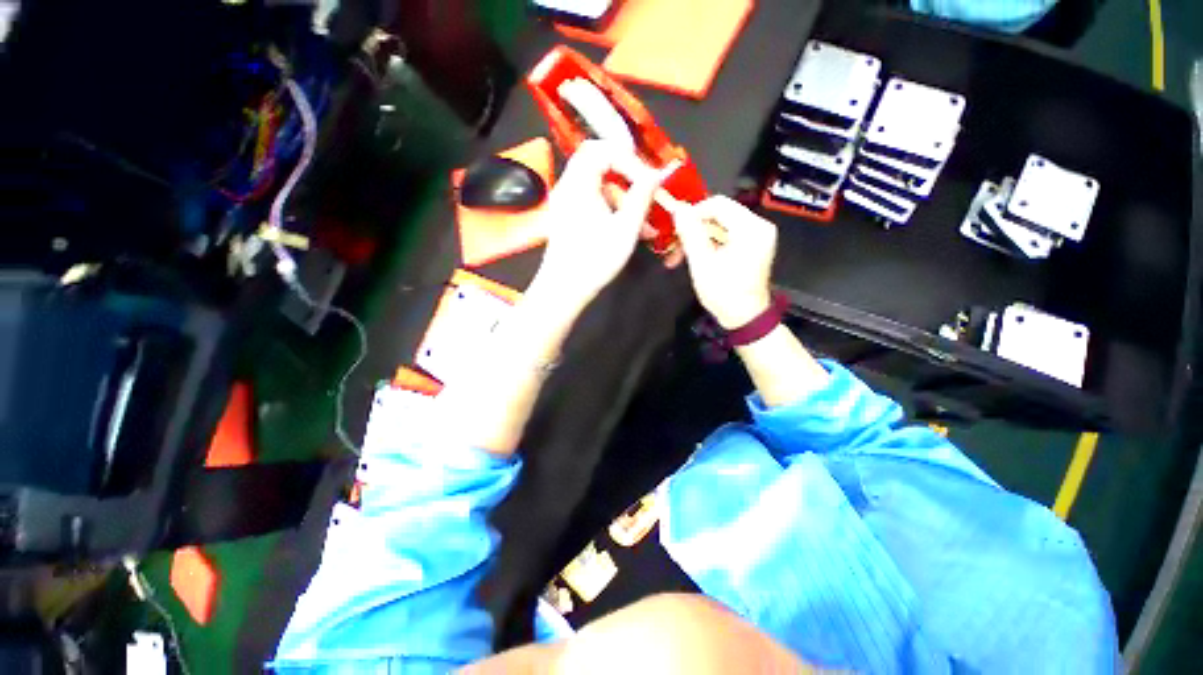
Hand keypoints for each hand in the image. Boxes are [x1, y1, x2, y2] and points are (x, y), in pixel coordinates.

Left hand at [533, 140, 678, 309]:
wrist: (564, 289)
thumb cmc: (595, 260)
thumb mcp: (625, 229)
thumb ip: (642, 197)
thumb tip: (657, 174)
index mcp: (579, 184)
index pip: (603, 150)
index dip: (630, 160)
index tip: (649, 180)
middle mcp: (569, 187)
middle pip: (598, 162)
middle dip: (626, 174)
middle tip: (646, 188)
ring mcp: (567, 203)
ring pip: (598, 186)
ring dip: (624, 199)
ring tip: (647, 224)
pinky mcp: (569, 218)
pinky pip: (593, 202)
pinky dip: (613, 210)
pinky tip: (632, 231)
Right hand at [674, 196, 776, 329]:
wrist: (745, 317)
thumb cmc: (724, 293)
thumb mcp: (702, 263)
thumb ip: (690, 234)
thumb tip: (678, 209)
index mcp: (751, 228)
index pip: (718, 204)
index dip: (693, 212)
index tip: (676, 228)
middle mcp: (759, 225)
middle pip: (720, 214)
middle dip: (694, 228)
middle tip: (675, 245)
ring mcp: (758, 235)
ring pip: (721, 225)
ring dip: (699, 238)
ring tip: (680, 254)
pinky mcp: (754, 244)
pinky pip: (727, 235)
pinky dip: (710, 243)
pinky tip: (696, 255)